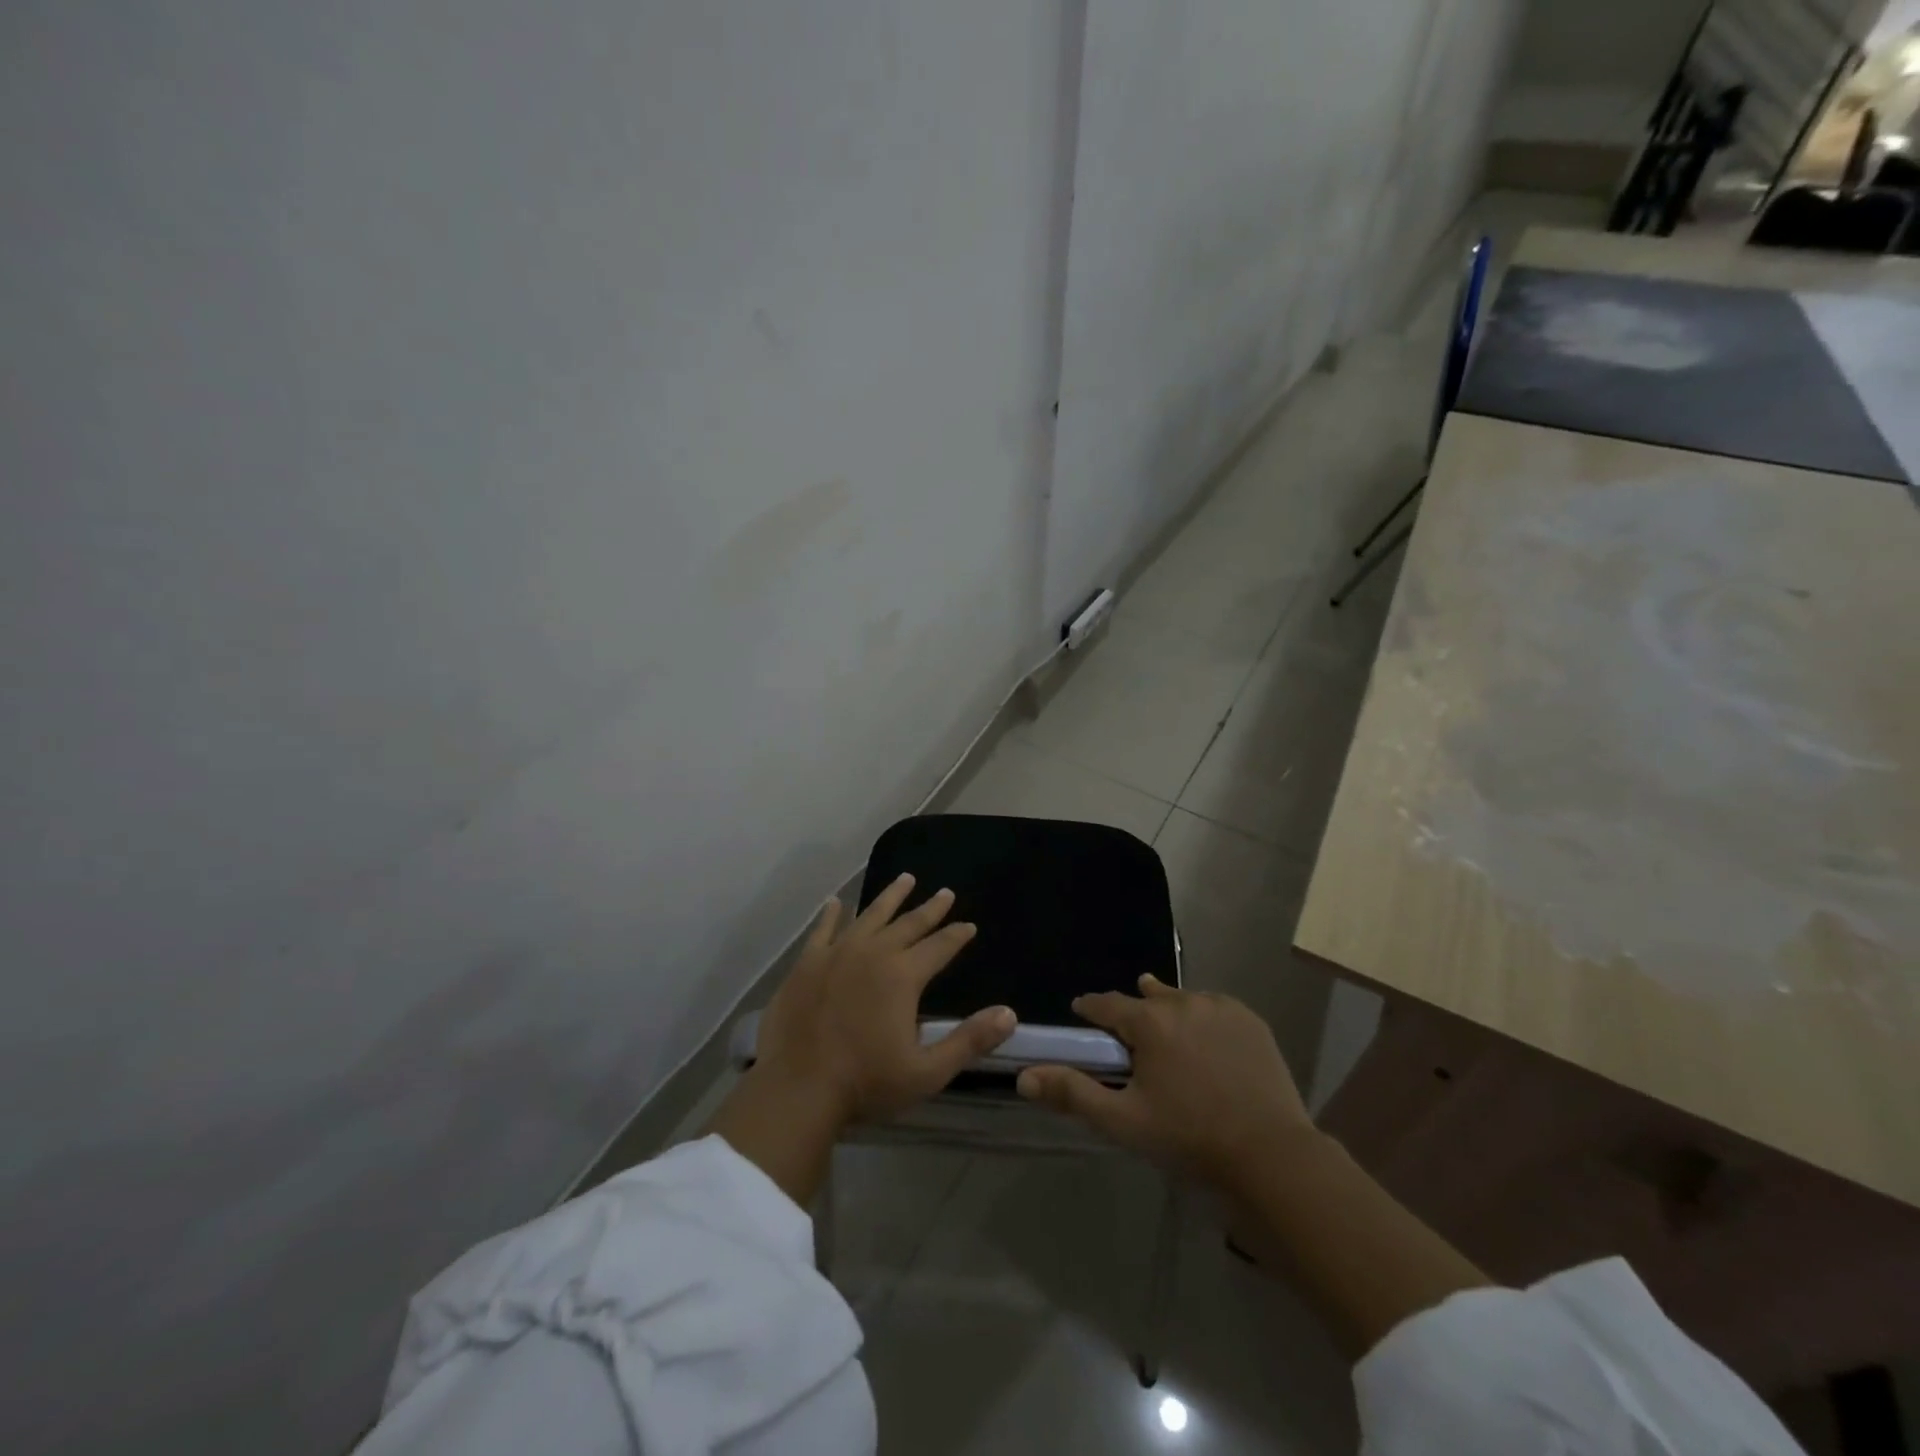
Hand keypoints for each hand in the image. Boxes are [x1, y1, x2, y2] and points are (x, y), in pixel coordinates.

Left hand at [753, 873, 1017, 1128]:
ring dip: (890, 897)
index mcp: (903, 975)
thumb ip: (969, 1041)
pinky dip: (831, 914)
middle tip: (945, 893)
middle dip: (930, 908)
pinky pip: (822, 929)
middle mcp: (873, 953)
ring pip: (869, 915)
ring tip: (905, 879)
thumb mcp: (928, 1071)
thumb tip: (1009, 1014)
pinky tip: (836, 902)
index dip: (957, 935)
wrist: (798, 1089)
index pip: (939, 947)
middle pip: (908, 924)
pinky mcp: (807, 963)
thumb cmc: (866, 1083)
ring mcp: (836, 954)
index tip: (969, 925)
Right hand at [1016, 974, 1314, 1187]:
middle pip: (1147, 997)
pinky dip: (1203, 1017)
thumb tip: (1025, 1075)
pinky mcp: (1251, 1021)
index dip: (1091, 1008)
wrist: (1272, 1156)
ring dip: (1168, 1009)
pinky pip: (1215, 1008)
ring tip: (1165, 1027)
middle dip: (1133, 1010)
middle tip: (1128, 1032)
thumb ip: (1074, 1093)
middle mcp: (1183, 1002)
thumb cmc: (1190, 1138)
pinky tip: (1204, 1038)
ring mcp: (1222, 1008)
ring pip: (1182, 999)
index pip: (1107, 1004)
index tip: (1081, 1013)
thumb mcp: (1124, 1122)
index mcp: (1150, 1022)